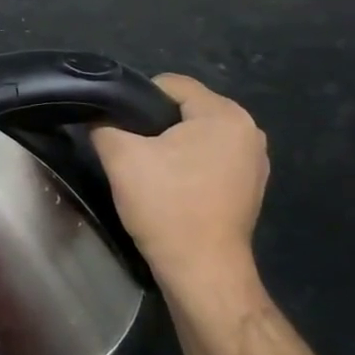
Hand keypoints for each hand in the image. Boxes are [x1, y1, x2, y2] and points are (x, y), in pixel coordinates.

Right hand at [92, 74, 268, 307]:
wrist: (201, 270)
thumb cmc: (166, 205)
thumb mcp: (120, 157)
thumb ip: (104, 125)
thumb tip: (99, 117)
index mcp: (224, 114)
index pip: (170, 84)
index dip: (136, 99)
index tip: (117, 126)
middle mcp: (249, 130)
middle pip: (185, 109)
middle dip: (154, 124)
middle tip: (129, 151)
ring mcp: (255, 161)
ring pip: (197, 136)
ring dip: (172, 147)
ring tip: (147, 171)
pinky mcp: (251, 187)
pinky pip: (211, 159)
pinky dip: (189, 167)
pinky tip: (171, 188)